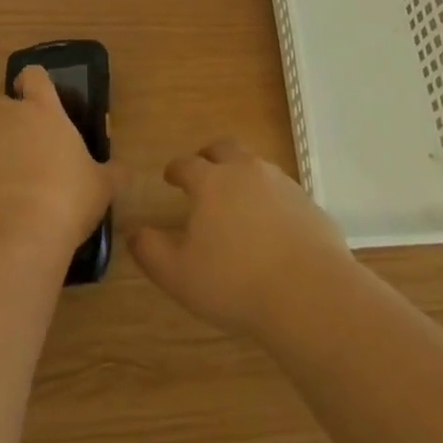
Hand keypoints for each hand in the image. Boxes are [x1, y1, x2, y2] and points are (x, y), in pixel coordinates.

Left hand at [0, 66, 112, 265]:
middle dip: (1, 115)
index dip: (34, 82)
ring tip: (5, 178)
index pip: (33, 76)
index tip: (38, 95)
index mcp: (43, 111)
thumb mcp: (101, 187)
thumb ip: (111, 173)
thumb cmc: (67, 199)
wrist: (15, 236)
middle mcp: (6, 120)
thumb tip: (121, 170)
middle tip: (20, 140)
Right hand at [130, 139, 352, 337]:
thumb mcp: (178, 275)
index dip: (175, 169)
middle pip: (225, 149)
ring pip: (256, 165)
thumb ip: (150, 251)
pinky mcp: (308, 203)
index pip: (187, 164)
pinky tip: (270, 224)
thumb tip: (132, 232)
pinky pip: (282, 190)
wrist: (310, 293)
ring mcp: (282, 184)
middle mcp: (246, 172)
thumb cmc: (235, 283)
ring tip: (236, 197)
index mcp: (211, 182)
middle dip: (210, 155)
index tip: (169, 176)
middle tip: (203, 169)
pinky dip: (270, 198)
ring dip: (241, 173)